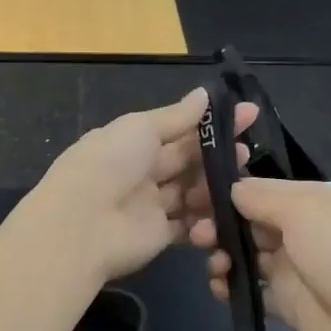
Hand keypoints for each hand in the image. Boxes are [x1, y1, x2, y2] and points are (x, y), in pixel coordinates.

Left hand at [21, 89, 256, 286]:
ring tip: (239, 181)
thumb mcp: (140, 129)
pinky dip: (206, 218)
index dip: (210, 122)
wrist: (82, 226)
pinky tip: (227, 207)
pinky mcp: (158, 235)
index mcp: (130, 143)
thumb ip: (176, 116)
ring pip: (190, 192)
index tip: (248, 114)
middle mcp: (140, 172)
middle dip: (216, 154)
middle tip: (247, 149)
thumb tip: (204, 94)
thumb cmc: (109, 165)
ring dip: (213, 185)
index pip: (177, 129)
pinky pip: (188, 224)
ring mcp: (149, 205)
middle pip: (185, 161)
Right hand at [190, 179, 330, 330]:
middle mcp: (297, 231)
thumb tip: (230, 189)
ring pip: (243, 255)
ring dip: (221, 256)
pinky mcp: (284, 302)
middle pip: (245, 222)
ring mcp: (290, 268)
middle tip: (197, 237)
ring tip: (216, 267)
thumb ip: (262, 197)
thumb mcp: (304, 211)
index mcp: (307, 202)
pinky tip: (220, 289)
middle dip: (217, 225)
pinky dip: (229, 286)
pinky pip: (248, 289)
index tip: (192, 199)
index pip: (256, 190)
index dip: (224, 194)